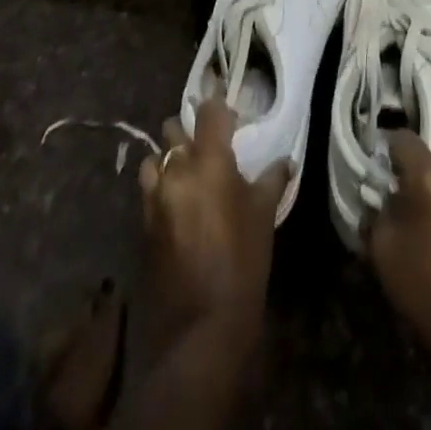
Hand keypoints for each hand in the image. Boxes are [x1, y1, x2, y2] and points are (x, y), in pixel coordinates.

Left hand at [138, 98, 288, 343]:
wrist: (203, 324)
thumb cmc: (243, 260)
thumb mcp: (264, 214)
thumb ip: (272, 179)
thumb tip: (285, 160)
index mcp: (209, 160)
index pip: (209, 111)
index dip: (218, 105)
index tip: (229, 110)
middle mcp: (177, 170)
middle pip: (174, 128)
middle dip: (189, 129)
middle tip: (209, 141)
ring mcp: (155, 196)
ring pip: (155, 157)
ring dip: (168, 156)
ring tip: (187, 169)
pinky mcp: (145, 222)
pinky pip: (149, 187)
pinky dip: (160, 183)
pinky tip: (177, 199)